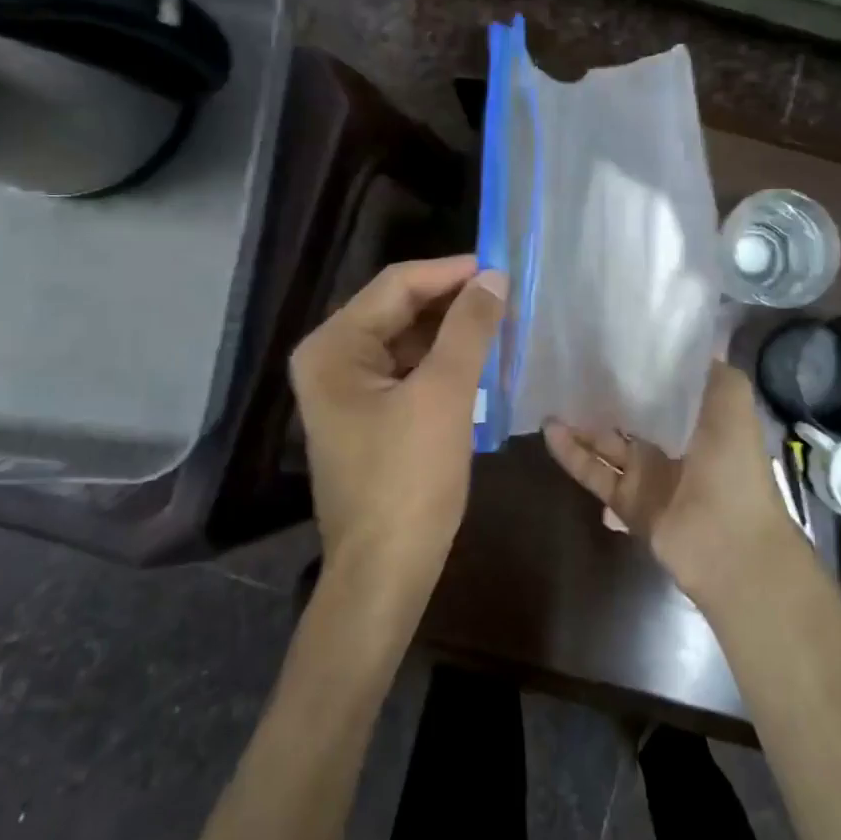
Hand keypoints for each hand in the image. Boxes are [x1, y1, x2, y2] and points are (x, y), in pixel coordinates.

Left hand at [290, 255, 505, 603]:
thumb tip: (494, 277)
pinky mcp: (368, 415)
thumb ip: (469, 328)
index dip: (452, 272)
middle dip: (453, 301)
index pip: (398, 285)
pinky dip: (444, 361)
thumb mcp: (444, 395)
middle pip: (400, 309)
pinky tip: (481, 362)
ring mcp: (347, 389)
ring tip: (501, 324)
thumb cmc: (409, 480)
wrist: (385, 572)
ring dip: (452, 331)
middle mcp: (332, 359)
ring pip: (408, 339)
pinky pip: (409, 370)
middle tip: (508, 296)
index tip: (502, 267)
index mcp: (334, 347)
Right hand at [543, 362, 799, 608]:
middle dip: (607, 394)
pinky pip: (595, 473)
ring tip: (551, 396)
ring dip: (582, 422)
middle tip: (573, 365)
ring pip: (608, 443)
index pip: (665, 386)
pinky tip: (550, 430)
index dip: (642, 367)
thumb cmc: (734, 464)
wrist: (731, 542)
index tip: (614, 340)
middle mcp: (674, 444)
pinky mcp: (628, 502)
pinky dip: (572, 453)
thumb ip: (710, 371)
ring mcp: (649, 475)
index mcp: (701, 419)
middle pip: (632, 414)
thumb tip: (686, 345)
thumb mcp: (732, 400)